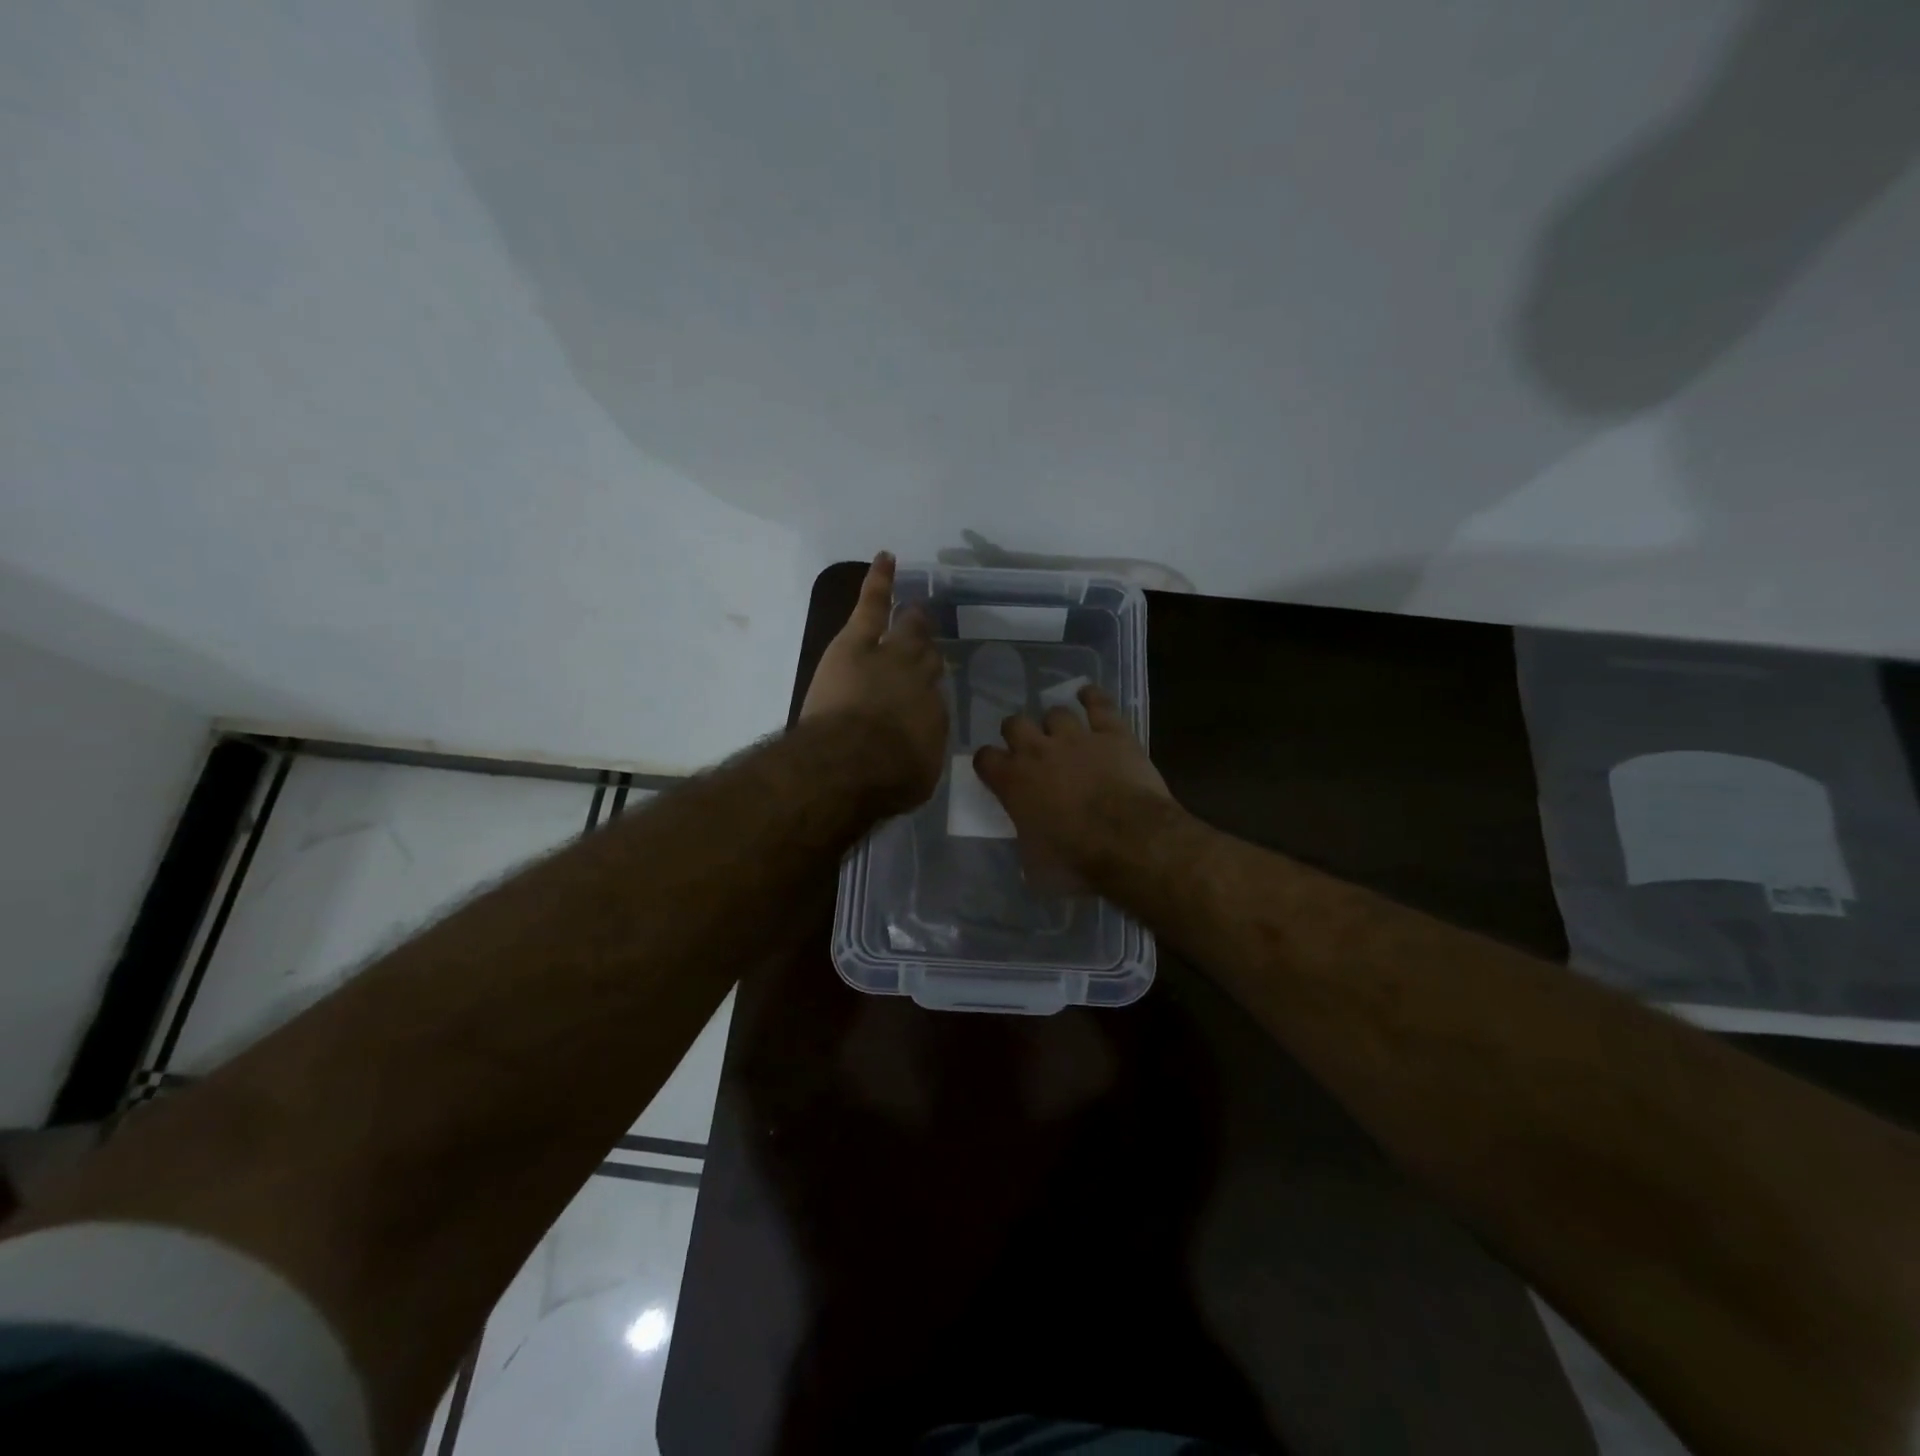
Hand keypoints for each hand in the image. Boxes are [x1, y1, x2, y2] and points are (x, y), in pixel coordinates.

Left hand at [800, 553, 947, 808]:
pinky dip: (880, 581)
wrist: (852, 762)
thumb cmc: (886, 780)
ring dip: (912, 620)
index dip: (927, 697)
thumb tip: (914, 747)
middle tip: (928, 647)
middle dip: (926, 653)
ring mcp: (891, 656)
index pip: (934, 700)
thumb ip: (918, 754)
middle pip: (927, 660)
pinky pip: (874, 604)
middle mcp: (920, 682)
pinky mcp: (858, 642)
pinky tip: (886, 559)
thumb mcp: (916, 776)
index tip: (922, 700)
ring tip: (916, 607)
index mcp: (934, 717)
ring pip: (908, 630)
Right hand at [972, 685, 1175, 883]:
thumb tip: (1028, 837)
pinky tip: (1088, 695)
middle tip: (1029, 748)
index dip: (988, 763)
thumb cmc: (1076, 860)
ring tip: (1063, 733)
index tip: (995, 770)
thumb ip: (1024, 836)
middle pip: (1015, 723)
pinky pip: (1098, 703)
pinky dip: (1092, 697)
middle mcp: (1038, 751)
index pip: (985, 759)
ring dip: (1057, 723)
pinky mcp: (1112, 732)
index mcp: (1013, 781)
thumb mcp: (1034, 861)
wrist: (1129, 840)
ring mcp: (1076, 737)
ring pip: (1056, 712)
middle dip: (1018, 733)